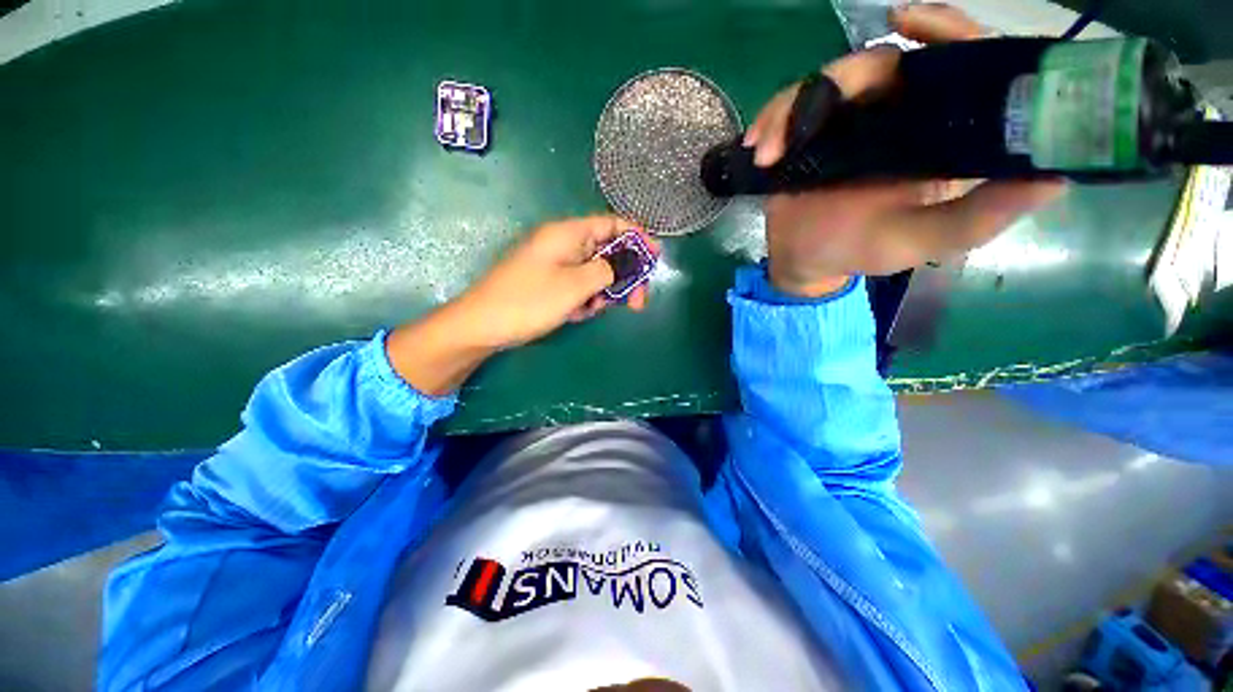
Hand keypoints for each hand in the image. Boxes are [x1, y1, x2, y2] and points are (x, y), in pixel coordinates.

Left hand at [387, 216, 656, 395]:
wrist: (483, 326)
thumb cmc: (529, 301)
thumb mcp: (576, 285)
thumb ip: (608, 270)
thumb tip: (628, 263)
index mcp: (568, 233)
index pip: (612, 224)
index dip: (638, 238)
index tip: (656, 257)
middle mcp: (563, 244)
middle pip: (607, 252)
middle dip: (624, 277)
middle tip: (636, 303)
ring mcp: (556, 264)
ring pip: (595, 273)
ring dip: (602, 293)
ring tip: (590, 310)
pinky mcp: (550, 282)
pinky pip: (579, 286)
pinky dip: (584, 300)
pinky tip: (575, 313)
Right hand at [745, 3, 1065, 296]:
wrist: (806, 261)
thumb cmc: (862, 251)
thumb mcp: (924, 241)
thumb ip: (979, 216)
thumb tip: (1056, 176)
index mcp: (939, 135)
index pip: (960, 66)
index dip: (947, 33)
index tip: (911, 23)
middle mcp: (899, 117)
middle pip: (882, 65)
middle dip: (843, 78)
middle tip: (811, 109)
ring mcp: (850, 122)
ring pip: (827, 82)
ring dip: (791, 110)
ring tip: (769, 153)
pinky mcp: (812, 132)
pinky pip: (790, 108)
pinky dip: (771, 122)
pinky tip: (758, 149)